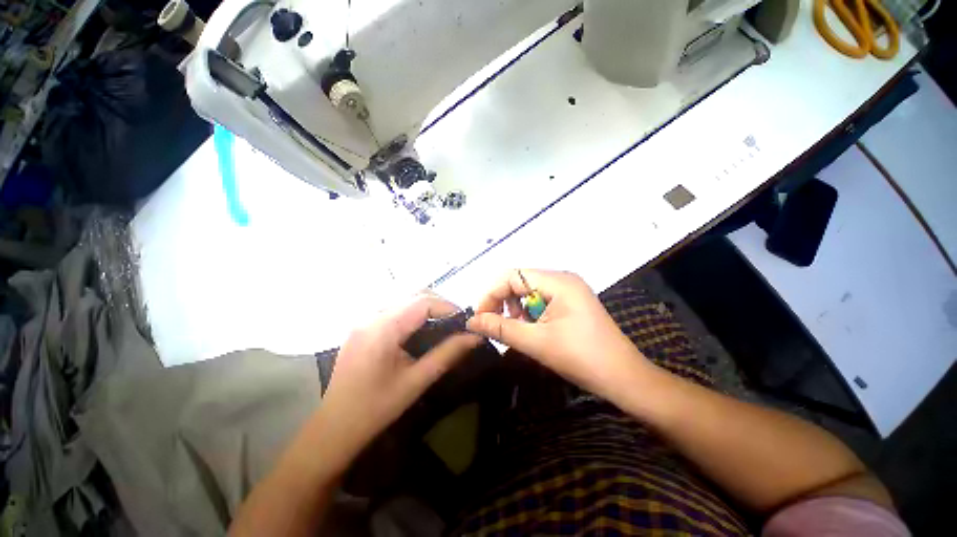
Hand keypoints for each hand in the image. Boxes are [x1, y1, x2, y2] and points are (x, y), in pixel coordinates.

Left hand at [318, 295, 481, 468]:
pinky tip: (419, 329)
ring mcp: (363, 319)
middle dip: (439, 304)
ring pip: (403, 300)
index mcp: (383, 328)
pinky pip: (392, 308)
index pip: (422, 301)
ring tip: (442, 324)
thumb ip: (448, 354)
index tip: (464, 320)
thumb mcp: (417, 381)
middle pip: (413, 295)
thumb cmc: (376, 409)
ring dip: (425, 307)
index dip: (447, 306)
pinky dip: (411, 313)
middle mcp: (371, 316)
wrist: (333, 429)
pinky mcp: (361, 326)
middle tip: (456, 323)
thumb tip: (475, 337)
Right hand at [467, 270, 650, 399]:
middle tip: (495, 326)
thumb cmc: (581, 358)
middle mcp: (563, 279)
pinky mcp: (571, 302)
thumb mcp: (536, 342)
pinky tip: (531, 330)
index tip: (479, 317)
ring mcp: (569, 290)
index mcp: (558, 281)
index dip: (492, 294)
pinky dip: (529, 313)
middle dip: (503, 302)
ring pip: (529, 291)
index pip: (512, 276)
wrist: (624, 378)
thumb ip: (500, 328)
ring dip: (516, 309)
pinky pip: (541, 300)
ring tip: (516, 330)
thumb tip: (471, 321)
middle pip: (520, 281)